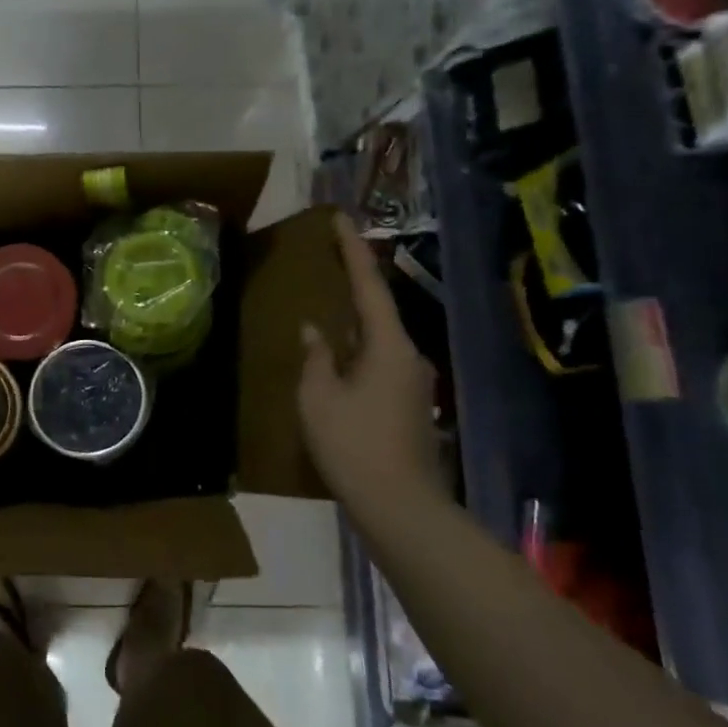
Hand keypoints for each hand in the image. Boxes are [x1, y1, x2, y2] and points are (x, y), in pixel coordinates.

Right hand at [297, 214, 442, 510]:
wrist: (400, 507)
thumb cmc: (354, 446)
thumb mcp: (318, 399)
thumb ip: (315, 358)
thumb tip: (314, 330)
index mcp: (389, 346)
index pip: (369, 286)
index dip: (353, 251)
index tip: (340, 219)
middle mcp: (409, 356)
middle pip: (378, 312)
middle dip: (354, 287)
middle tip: (328, 264)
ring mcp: (413, 383)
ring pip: (378, 342)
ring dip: (353, 326)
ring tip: (325, 313)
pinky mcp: (409, 406)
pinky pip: (378, 364)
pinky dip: (357, 353)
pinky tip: (336, 362)